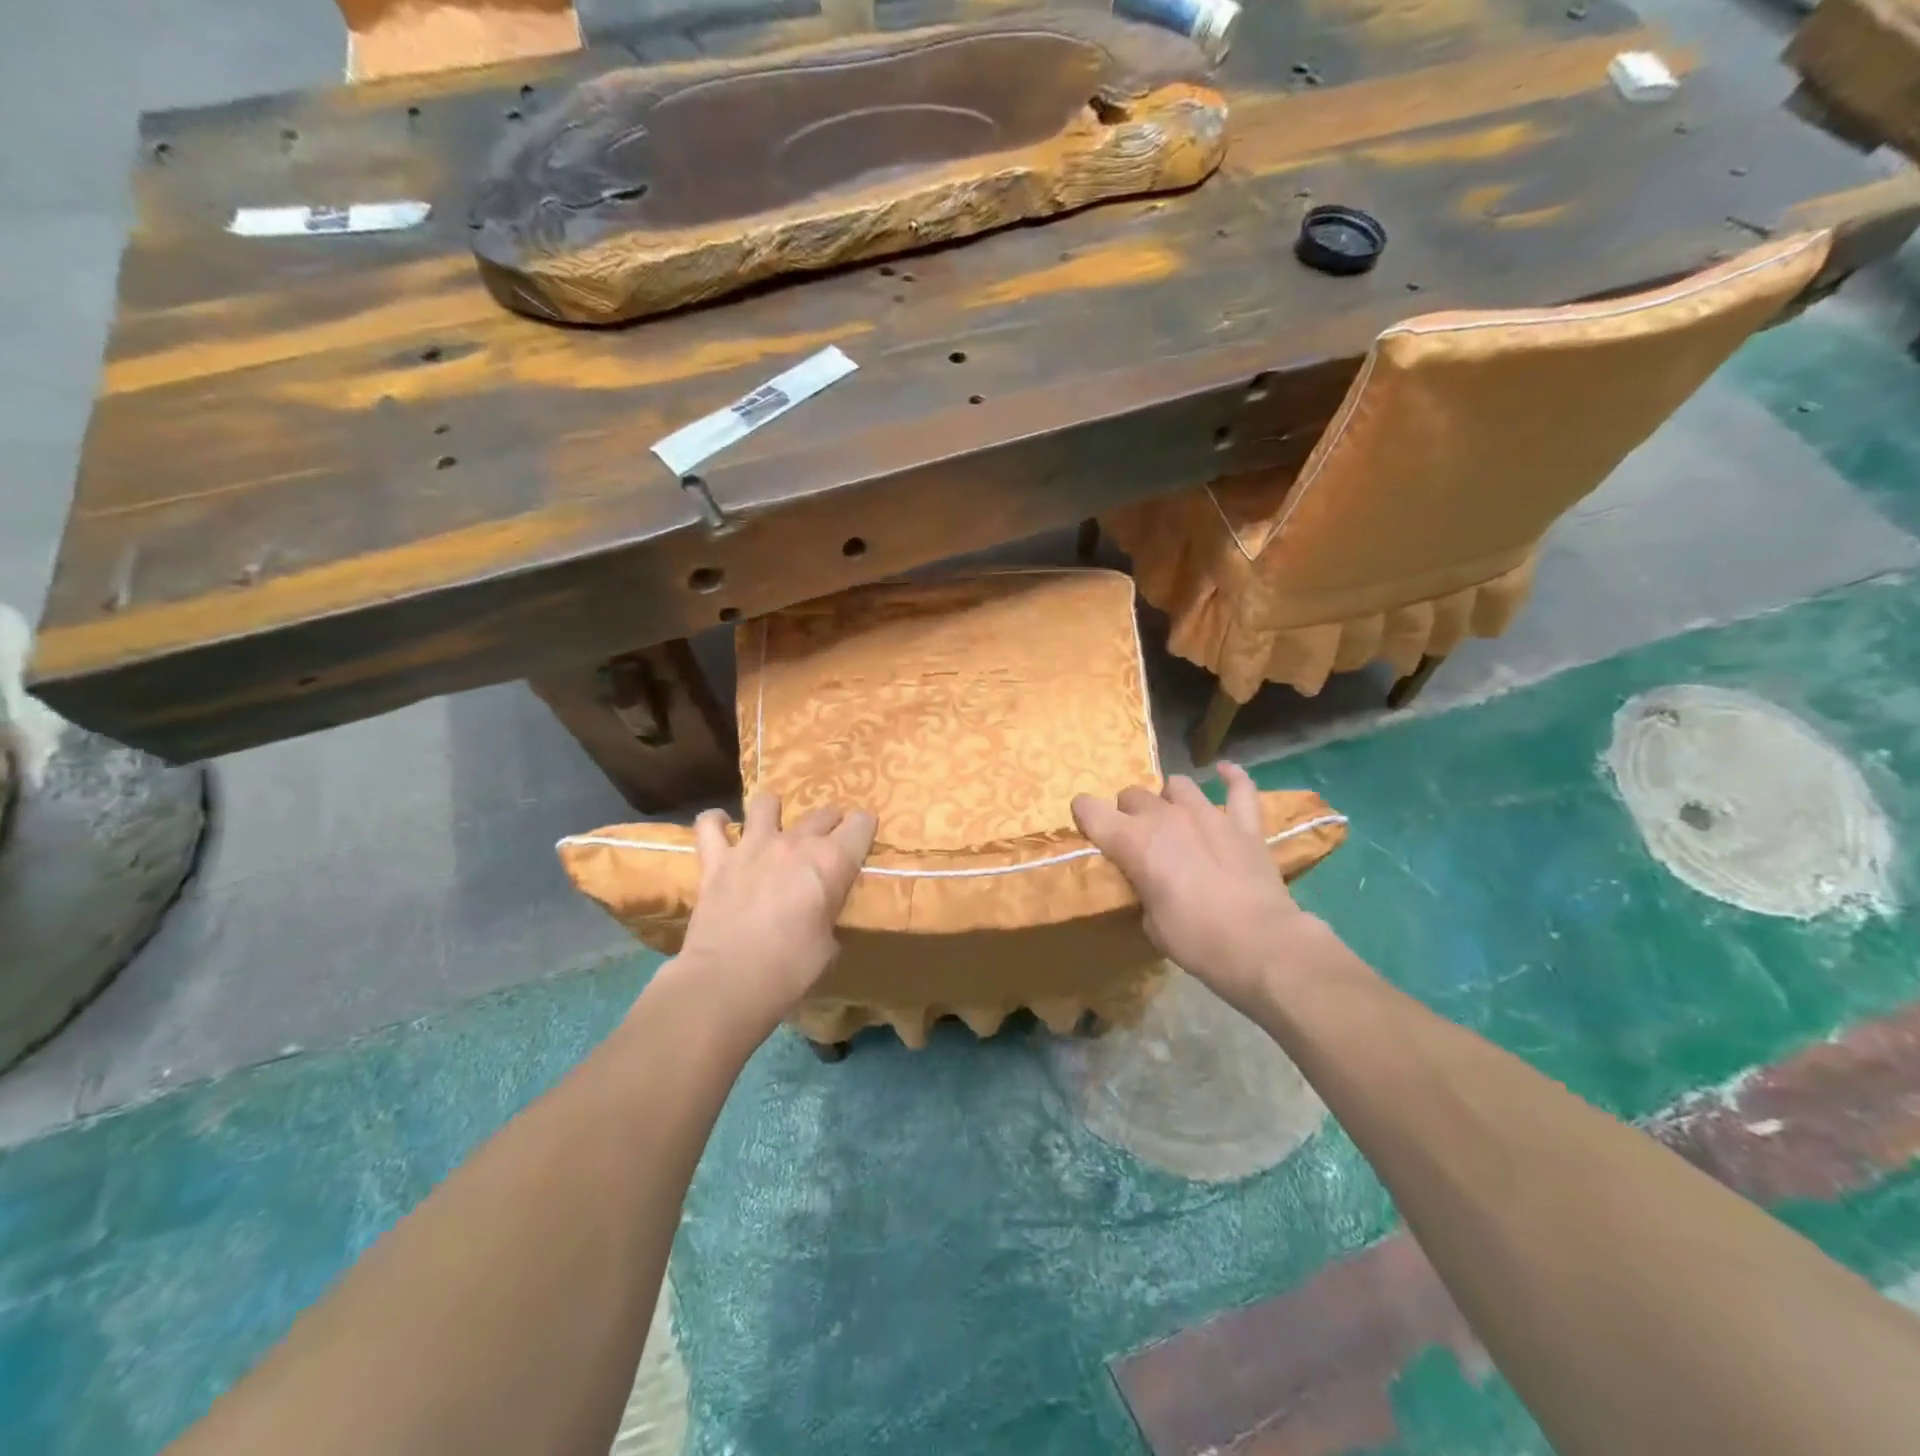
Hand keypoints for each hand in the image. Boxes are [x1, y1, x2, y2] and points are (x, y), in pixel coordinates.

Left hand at [671, 793, 876, 1039]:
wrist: (727, 982)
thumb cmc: (790, 969)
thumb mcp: (829, 946)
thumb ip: (829, 915)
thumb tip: (822, 913)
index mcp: (831, 862)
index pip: (862, 824)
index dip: (865, 829)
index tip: (863, 841)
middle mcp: (795, 843)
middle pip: (822, 813)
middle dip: (830, 824)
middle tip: (827, 844)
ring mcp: (752, 846)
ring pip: (766, 803)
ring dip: (774, 811)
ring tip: (774, 825)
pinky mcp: (716, 860)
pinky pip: (709, 825)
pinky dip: (715, 823)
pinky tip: (720, 828)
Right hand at [1071, 761, 1324, 1017]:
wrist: (1259, 944)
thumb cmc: (1195, 939)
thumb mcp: (1150, 922)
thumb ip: (1143, 890)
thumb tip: (1150, 884)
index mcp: (1132, 841)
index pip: (1090, 808)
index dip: (1084, 814)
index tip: (1087, 826)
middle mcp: (1164, 817)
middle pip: (1133, 794)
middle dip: (1128, 812)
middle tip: (1136, 838)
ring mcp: (1208, 815)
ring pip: (1178, 785)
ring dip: (1169, 798)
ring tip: (1173, 815)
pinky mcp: (1245, 825)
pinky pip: (1240, 788)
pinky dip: (1231, 778)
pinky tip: (1225, 772)